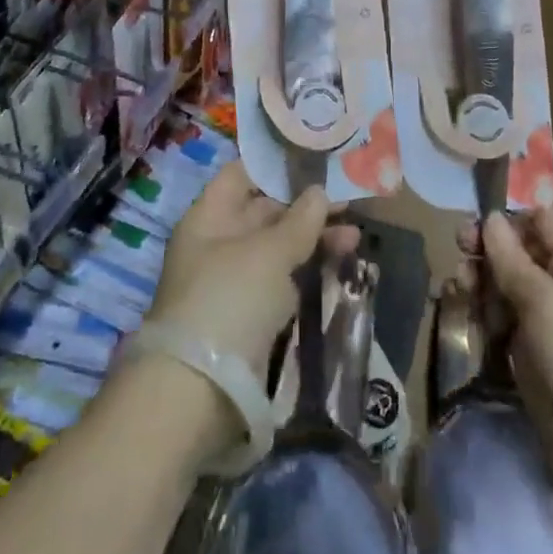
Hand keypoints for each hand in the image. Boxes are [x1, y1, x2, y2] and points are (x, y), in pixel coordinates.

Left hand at [148, 160, 360, 378]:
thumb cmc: (229, 300)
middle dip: (306, 205)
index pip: (243, 174)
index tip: (315, 159)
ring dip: (314, 239)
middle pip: (265, 210)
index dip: (277, 165)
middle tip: (349, 200)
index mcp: (209, 216)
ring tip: (355, 236)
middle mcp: (218, 242)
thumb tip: (319, 191)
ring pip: (277, 248)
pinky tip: (338, 265)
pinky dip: (307, 271)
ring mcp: (233, 281)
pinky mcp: (249, 317)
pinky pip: (282, 281)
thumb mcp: (269, 253)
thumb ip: (299, 221)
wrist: (197, 394)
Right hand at [459, 208, 552, 499]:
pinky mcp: (526, 354)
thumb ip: (512, 259)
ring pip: (504, 285)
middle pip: (518, 252)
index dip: (515, 217)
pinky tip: (462, 309)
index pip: (545, 222)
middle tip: (460, 247)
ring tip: (460, 285)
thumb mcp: (545, 300)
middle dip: (488, 247)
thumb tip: (491, 218)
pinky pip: (499, 320)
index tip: (482, 220)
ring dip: (480, 278)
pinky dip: (480, 311)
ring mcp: (543, 323)